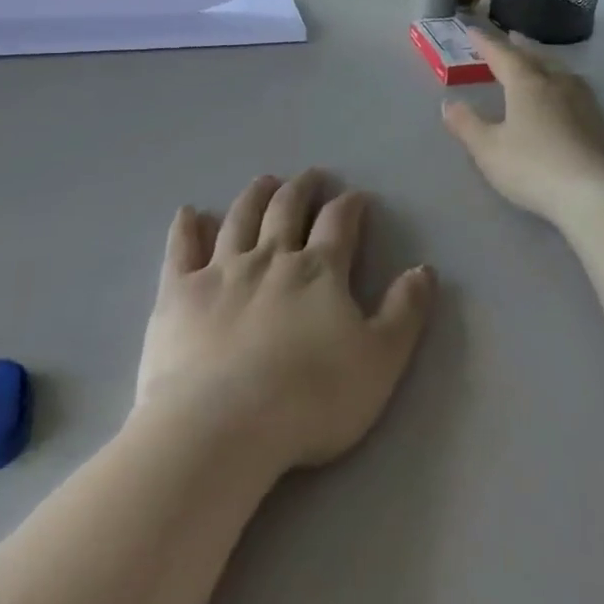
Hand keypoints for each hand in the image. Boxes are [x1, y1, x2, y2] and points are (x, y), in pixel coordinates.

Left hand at [135, 171, 434, 477]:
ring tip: (265, 181)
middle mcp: (270, 257)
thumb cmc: (310, 399)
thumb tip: (424, 269)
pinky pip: (181, 249)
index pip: (339, 223)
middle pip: (287, 209)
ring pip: (240, 218)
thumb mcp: (378, 362)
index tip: (356, 197)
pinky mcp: (179, 293)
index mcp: (318, 271)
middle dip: (302, 189)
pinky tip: (188, 213)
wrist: (221, 427)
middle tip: (310, 176)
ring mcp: (221, 270)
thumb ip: (404, 313)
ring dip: (255, 196)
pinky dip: (185, 228)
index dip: (350, 206)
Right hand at [442, 29, 603, 229]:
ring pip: (561, 72)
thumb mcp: (489, 150)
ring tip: (541, 62)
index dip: (486, 43)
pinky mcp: (601, 123)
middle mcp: (557, 84)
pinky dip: (565, 84)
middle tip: (511, 36)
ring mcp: (584, 102)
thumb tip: (449, 103)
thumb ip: (467, 125)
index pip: (502, 55)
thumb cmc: (533, 167)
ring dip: (546, 62)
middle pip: (536, 58)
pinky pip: (578, 91)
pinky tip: (568, 96)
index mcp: (526, 84)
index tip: (473, 31)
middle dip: (520, 47)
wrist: (595, 193)